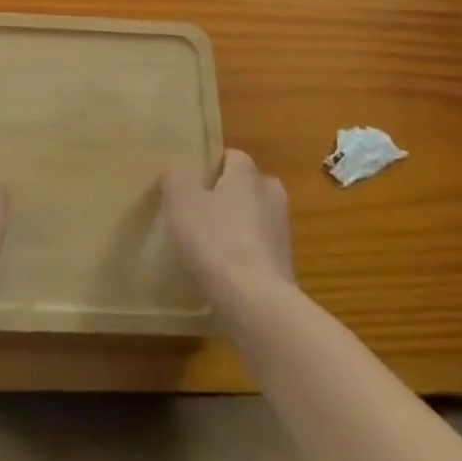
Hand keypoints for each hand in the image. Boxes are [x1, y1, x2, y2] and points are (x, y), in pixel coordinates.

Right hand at [162, 148, 294, 310]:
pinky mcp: (284, 268)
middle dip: (230, 194)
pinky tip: (223, 271)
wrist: (256, 303)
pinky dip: (245, 256)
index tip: (192, 181)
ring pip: (256, 219)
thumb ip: (177, 175)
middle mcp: (270, 197)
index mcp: (248, 175)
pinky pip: (259, 251)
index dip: (212, 165)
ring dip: (238, 226)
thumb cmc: (215, 240)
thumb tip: (179, 167)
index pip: (233, 156)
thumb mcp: (181, 199)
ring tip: (209, 243)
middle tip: (202, 209)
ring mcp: (282, 234)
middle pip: (250, 186)